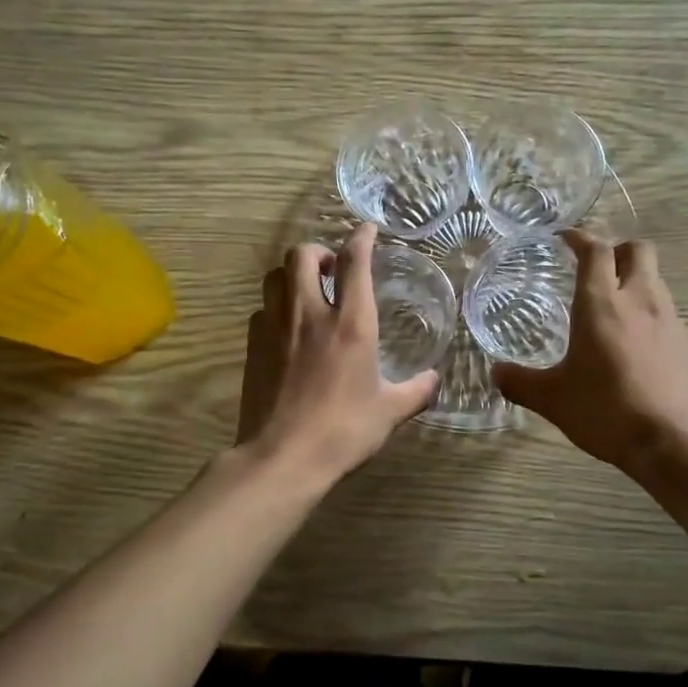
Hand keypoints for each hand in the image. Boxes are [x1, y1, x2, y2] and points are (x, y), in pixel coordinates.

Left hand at [236, 223, 439, 483]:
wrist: (283, 457)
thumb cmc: (344, 431)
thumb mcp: (390, 412)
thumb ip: (415, 391)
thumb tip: (433, 380)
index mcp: (351, 323)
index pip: (355, 262)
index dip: (361, 238)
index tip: (367, 229)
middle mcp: (310, 314)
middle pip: (303, 255)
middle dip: (318, 250)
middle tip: (332, 267)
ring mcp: (276, 327)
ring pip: (275, 276)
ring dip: (292, 273)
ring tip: (307, 289)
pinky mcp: (253, 346)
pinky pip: (262, 309)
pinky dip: (275, 307)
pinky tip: (286, 328)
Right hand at [492, 231, 687, 473]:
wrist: (673, 442)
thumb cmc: (605, 410)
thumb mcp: (553, 399)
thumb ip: (521, 382)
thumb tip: (496, 372)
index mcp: (601, 304)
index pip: (595, 250)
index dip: (580, 238)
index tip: (566, 238)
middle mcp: (640, 300)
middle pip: (637, 250)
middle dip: (617, 249)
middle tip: (596, 266)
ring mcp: (670, 320)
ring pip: (655, 280)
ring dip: (635, 280)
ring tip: (614, 306)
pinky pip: (668, 314)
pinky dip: (650, 315)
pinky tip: (637, 344)